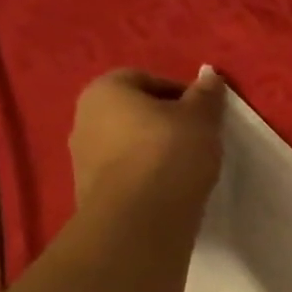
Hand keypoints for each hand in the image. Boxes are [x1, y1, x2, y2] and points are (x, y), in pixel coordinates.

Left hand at [69, 67, 226, 213]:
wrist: (139, 218)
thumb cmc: (170, 153)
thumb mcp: (201, 119)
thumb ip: (206, 96)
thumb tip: (209, 74)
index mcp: (106, 89)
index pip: (147, 79)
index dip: (181, 95)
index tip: (205, 116)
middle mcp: (84, 117)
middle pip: (134, 114)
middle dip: (164, 124)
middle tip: (197, 142)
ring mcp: (82, 158)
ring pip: (128, 146)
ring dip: (153, 153)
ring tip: (185, 171)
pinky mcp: (89, 193)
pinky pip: (125, 176)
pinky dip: (146, 179)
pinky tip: (168, 192)